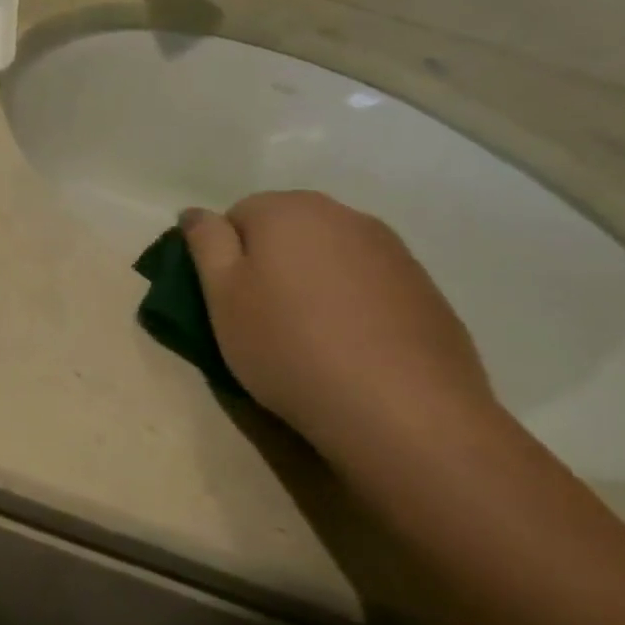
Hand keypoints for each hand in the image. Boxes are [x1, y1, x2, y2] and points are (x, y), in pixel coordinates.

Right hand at [181, 191, 493, 449]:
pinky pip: (368, 285)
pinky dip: (353, 306)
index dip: (225, 259)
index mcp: (286, 210)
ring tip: (309, 338)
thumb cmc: (289, 346)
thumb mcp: (221, 296)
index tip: (229, 302)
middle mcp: (342, 215)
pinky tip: (352, 349)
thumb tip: (197, 212)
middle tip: (262, 319)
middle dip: (270, 265)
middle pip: (286, 231)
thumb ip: (205, 242)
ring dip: (312, 284)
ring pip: (328, 257)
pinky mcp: (426, 290)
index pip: (236, 216)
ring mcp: (393, 251)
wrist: (406, 414)